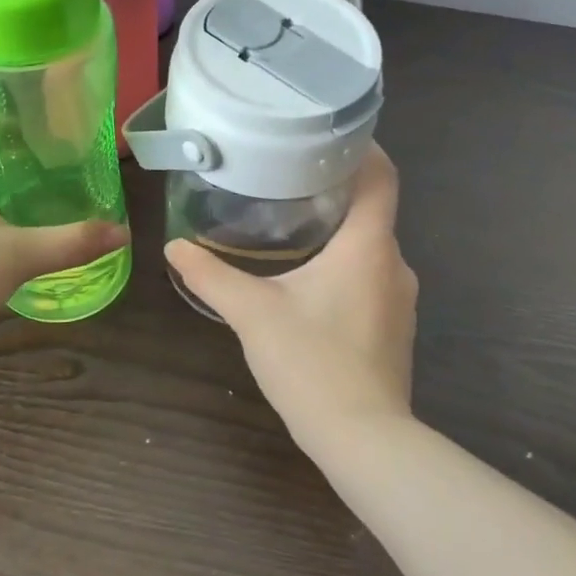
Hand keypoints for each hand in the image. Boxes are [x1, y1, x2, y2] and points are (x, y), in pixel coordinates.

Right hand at [165, 146, 417, 453]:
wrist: (363, 439)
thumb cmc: (312, 362)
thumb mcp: (253, 313)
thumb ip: (211, 276)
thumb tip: (174, 247)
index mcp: (369, 246)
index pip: (382, 176)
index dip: (363, 148)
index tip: (327, 135)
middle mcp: (395, 263)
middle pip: (374, 209)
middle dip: (336, 190)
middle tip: (289, 178)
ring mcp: (401, 299)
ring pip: (371, 247)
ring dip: (340, 232)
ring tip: (294, 224)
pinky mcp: (394, 328)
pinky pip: (372, 278)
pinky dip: (346, 265)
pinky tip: (310, 280)